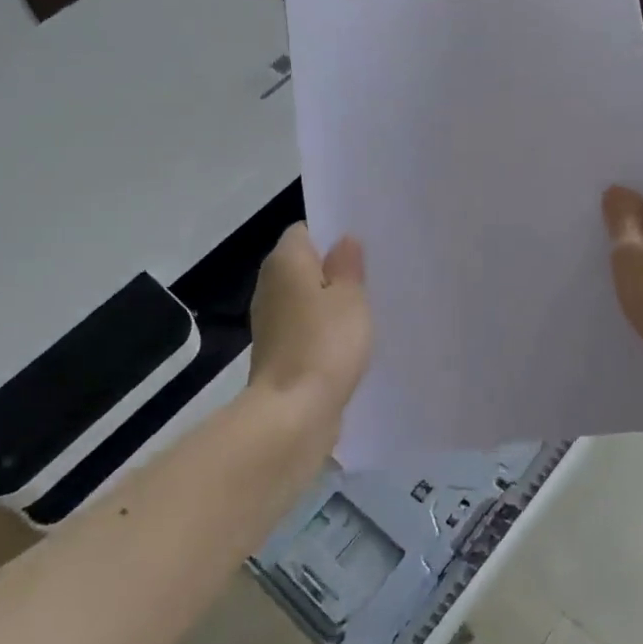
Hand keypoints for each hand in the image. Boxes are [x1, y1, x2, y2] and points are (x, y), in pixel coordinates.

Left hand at [248, 224, 371, 430]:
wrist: (293, 412)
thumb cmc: (325, 343)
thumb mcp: (350, 297)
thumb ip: (348, 265)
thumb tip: (343, 241)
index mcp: (284, 262)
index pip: (305, 231)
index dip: (333, 235)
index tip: (363, 248)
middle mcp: (270, 285)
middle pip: (304, 265)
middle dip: (335, 270)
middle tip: (372, 277)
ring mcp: (271, 321)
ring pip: (306, 299)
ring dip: (330, 303)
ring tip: (367, 309)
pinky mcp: (278, 352)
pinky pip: (305, 328)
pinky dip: (323, 331)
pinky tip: (350, 341)